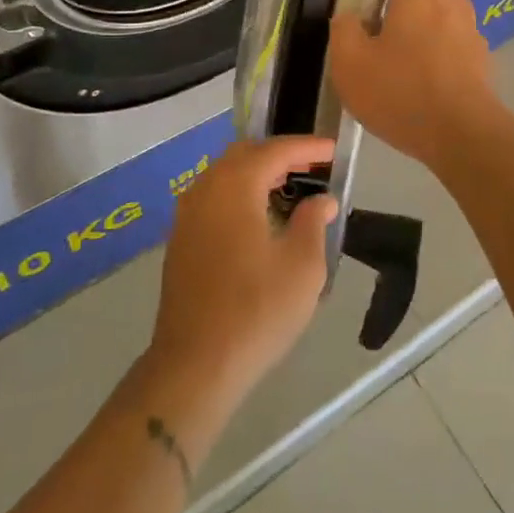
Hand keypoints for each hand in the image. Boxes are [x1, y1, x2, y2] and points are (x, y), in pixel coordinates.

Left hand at [149, 136, 337, 405]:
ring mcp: (187, 215)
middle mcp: (206, 189)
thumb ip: (313, 223)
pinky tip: (258, 218)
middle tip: (312, 167)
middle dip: (279, 155)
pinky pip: (213, 198)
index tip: (333, 150)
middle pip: (245, 155)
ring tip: (290, 189)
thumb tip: (321, 200)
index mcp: (235, 186)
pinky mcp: (180, 240)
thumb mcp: (302, 266)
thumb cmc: (256, 311)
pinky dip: (239, 194)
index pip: (275, 150)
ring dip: (257, 174)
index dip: (307, 147)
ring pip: (224, 175)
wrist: (195, 365)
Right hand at [329, 0, 500, 169]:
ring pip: (442, 3)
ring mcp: (470, 29)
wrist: (465, 138)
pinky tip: (415, 66)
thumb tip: (349, 18)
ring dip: (420, 5)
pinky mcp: (478, 58)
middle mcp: (451, 0)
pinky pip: (450, 33)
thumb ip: (345, 31)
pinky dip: (431, 36)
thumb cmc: (404, 92)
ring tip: (392, 30)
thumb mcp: (352, 63)